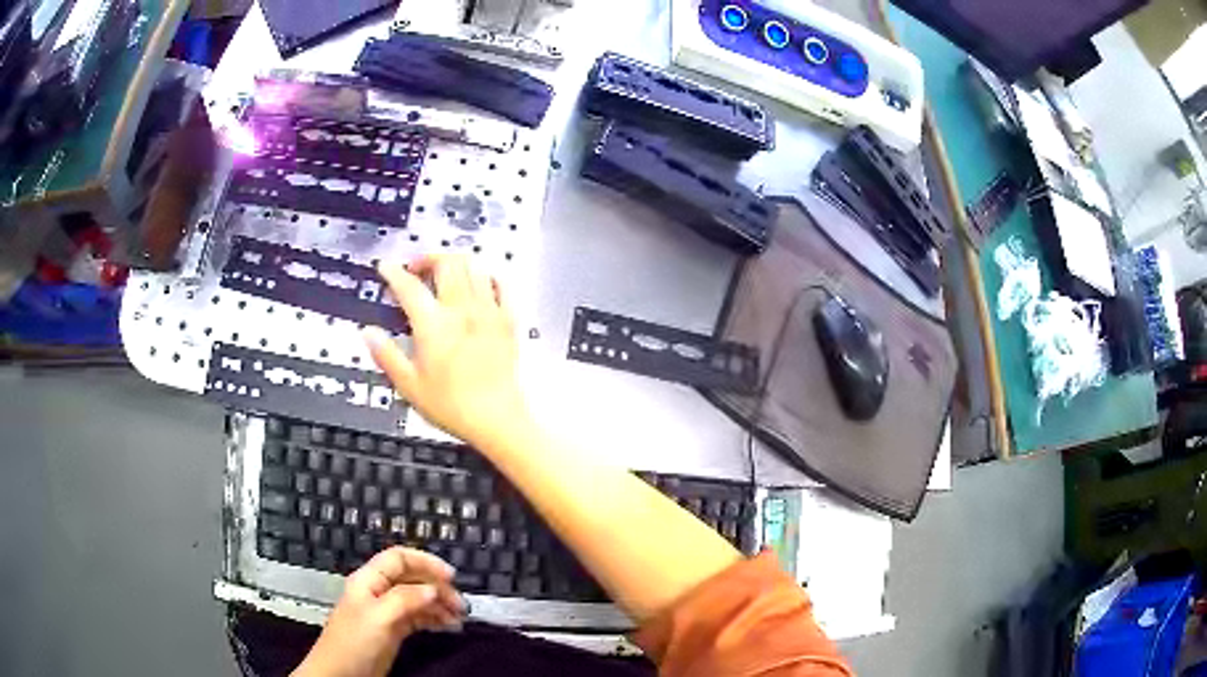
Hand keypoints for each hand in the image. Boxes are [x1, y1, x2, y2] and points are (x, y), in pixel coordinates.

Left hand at [293, 547, 464, 676]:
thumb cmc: (354, 642)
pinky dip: (434, 619)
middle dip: (437, 587)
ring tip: (459, 618)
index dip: (425, 562)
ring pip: (418, 599)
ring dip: (439, 605)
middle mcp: (379, 591)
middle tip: (461, 604)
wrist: (341, 673)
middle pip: (412, 578)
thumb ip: (405, 599)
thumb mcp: (379, 617)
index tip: (451, 577)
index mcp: (369, 580)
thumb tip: (433, 588)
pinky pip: (418, 617)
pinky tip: (448, 626)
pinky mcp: (393, 630)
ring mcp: (386, 611)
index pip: (399, 558)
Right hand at [363, 255, 526, 447]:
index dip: (393, 272)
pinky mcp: (508, 320)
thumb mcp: (409, 385)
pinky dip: (487, 276)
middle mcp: (461, 311)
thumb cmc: (452, 406)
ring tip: (444, 274)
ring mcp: (488, 312)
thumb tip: (368, 333)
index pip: (409, 286)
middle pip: (446, 262)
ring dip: (456, 263)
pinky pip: (501, 284)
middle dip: (427, 258)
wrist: (497, 420)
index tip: (386, 268)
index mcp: (433, 325)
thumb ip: (386, 355)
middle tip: (416, 270)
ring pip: (474, 266)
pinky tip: (478, 284)